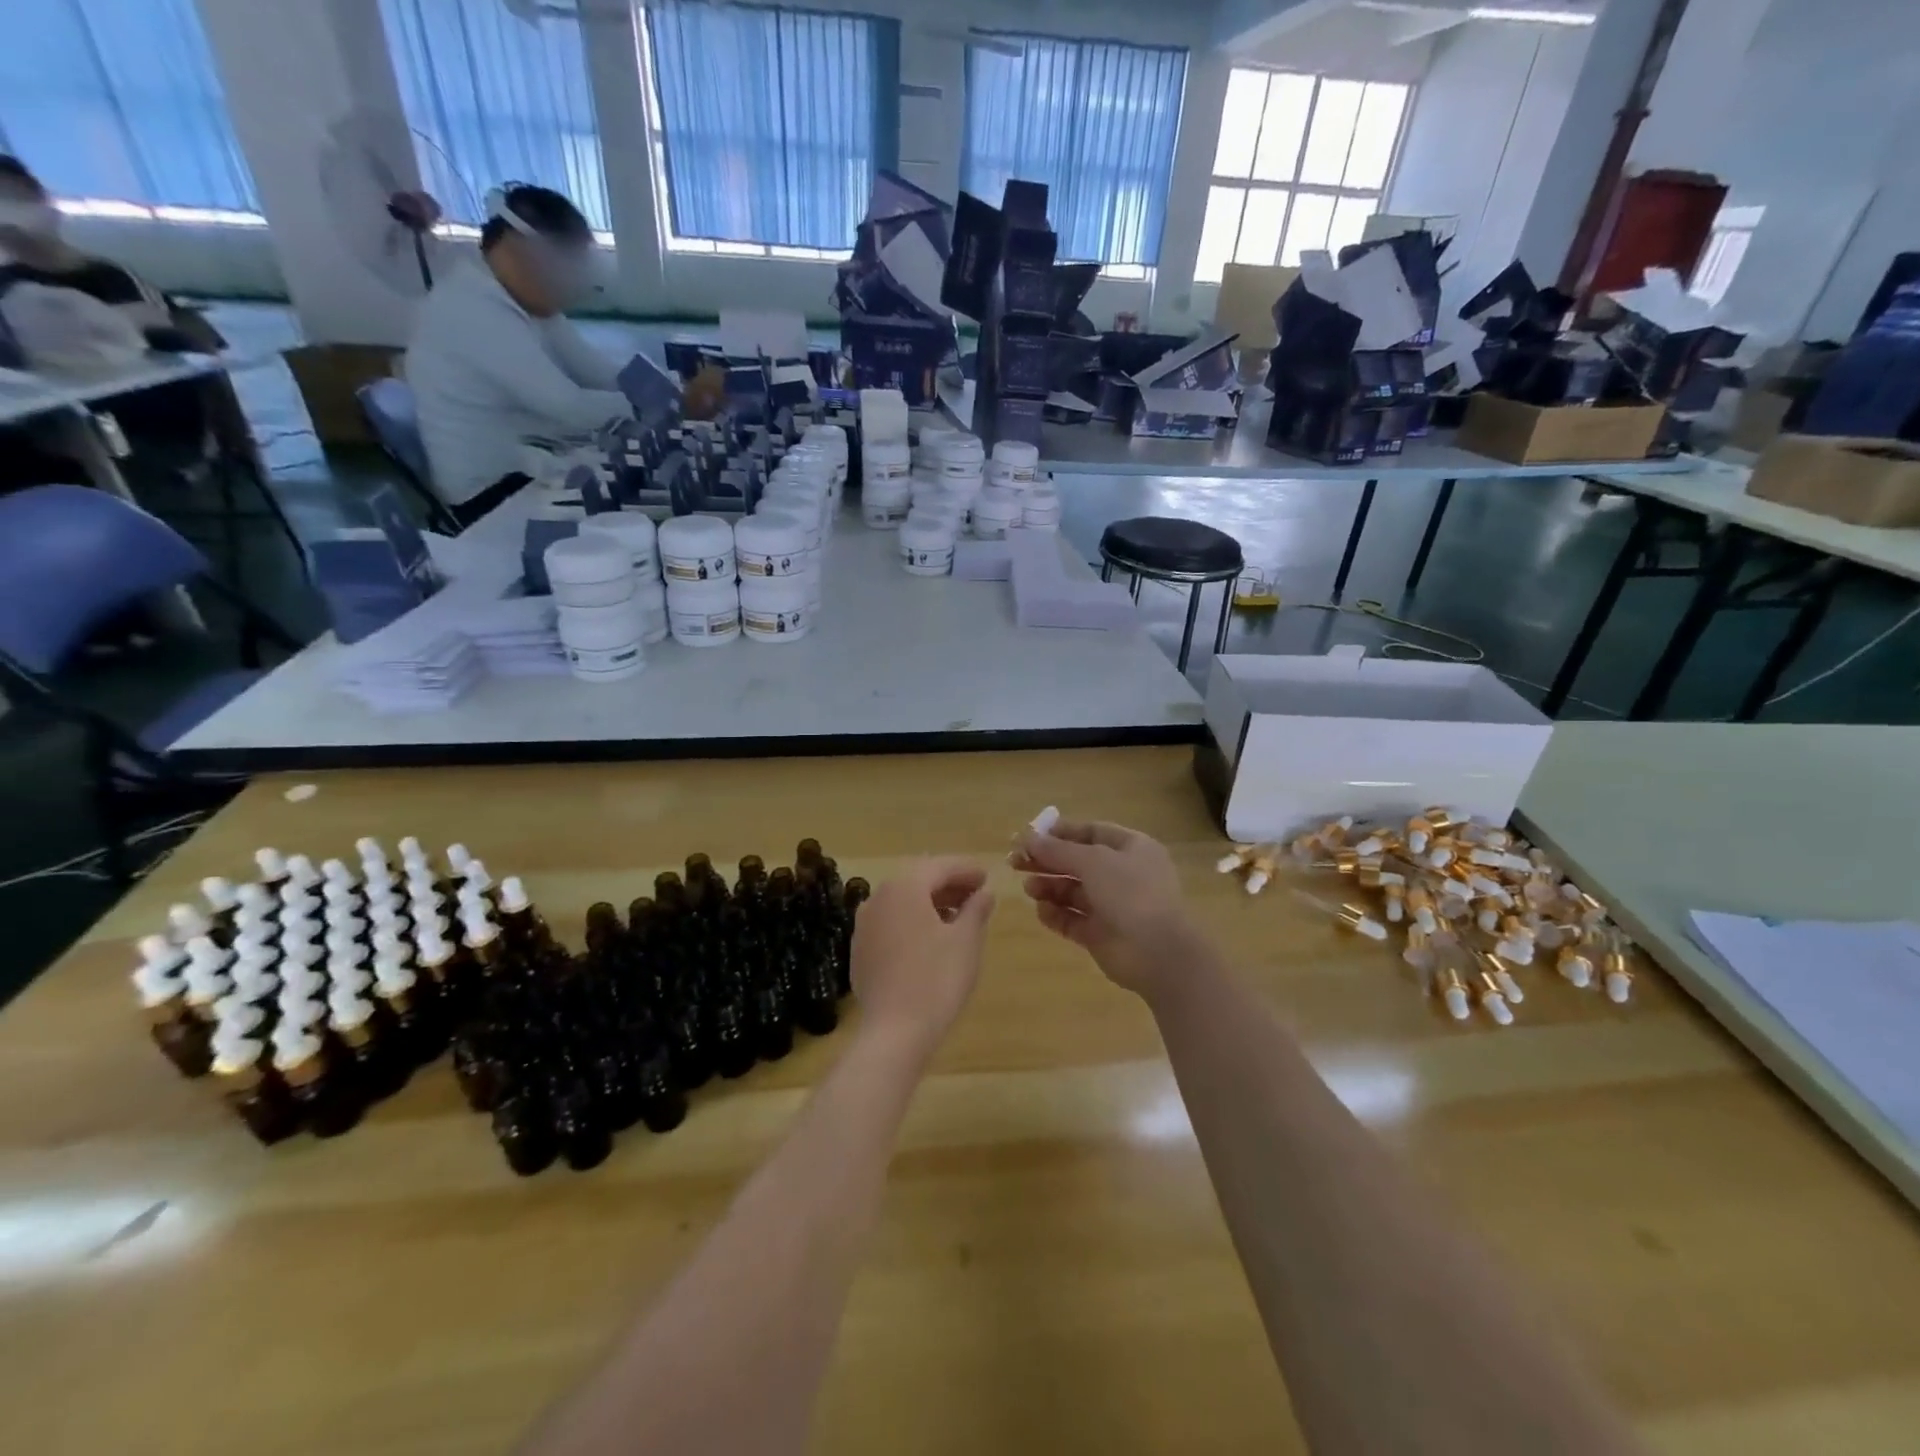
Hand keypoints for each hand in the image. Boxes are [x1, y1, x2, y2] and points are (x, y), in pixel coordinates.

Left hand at [850, 858, 994, 1058]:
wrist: (895, 1031)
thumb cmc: (937, 979)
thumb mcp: (966, 940)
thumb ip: (976, 909)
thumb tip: (984, 893)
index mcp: (904, 887)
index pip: (940, 866)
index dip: (966, 869)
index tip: (987, 877)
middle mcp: (878, 897)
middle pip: (918, 880)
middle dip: (948, 884)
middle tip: (976, 894)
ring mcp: (865, 924)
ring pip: (902, 901)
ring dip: (930, 902)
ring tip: (958, 917)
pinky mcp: (861, 949)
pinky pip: (891, 922)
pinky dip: (913, 921)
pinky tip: (931, 939)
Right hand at [1012, 818, 1197, 998]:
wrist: (1159, 953)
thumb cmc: (1131, 893)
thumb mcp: (1093, 861)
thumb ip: (1058, 850)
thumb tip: (1027, 838)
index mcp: (1132, 849)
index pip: (1092, 833)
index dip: (1061, 833)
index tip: (1030, 836)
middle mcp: (1123, 875)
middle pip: (1078, 862)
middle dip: (1047, 861)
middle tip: (1015, 862)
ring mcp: (1113, 907)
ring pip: (1073, 892)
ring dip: (1049, 887)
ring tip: (1030, 888)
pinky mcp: (1102, 935)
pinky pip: (1073, 920)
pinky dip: (1056, 914)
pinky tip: (1042, 911)